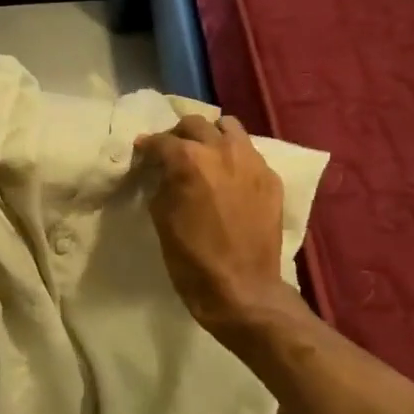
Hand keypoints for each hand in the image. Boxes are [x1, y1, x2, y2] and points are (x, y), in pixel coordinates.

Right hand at [134, 114, 289, 336]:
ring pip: (229, 127)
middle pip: (194, 124)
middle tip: (171, 152)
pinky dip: (235, 156)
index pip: (161, 141)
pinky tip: (229, 177)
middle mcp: (221, 150)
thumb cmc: (192, 258)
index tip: (142, 153)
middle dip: (178, 135)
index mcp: (188, 160)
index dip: (147, 146)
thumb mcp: (161, 218)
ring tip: (205, 154)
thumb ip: (160, 184)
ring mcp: (251, 161)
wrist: (242, 289)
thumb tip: (160, 171)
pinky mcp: (271, 178)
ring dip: (211, 135)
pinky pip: (250, 153)